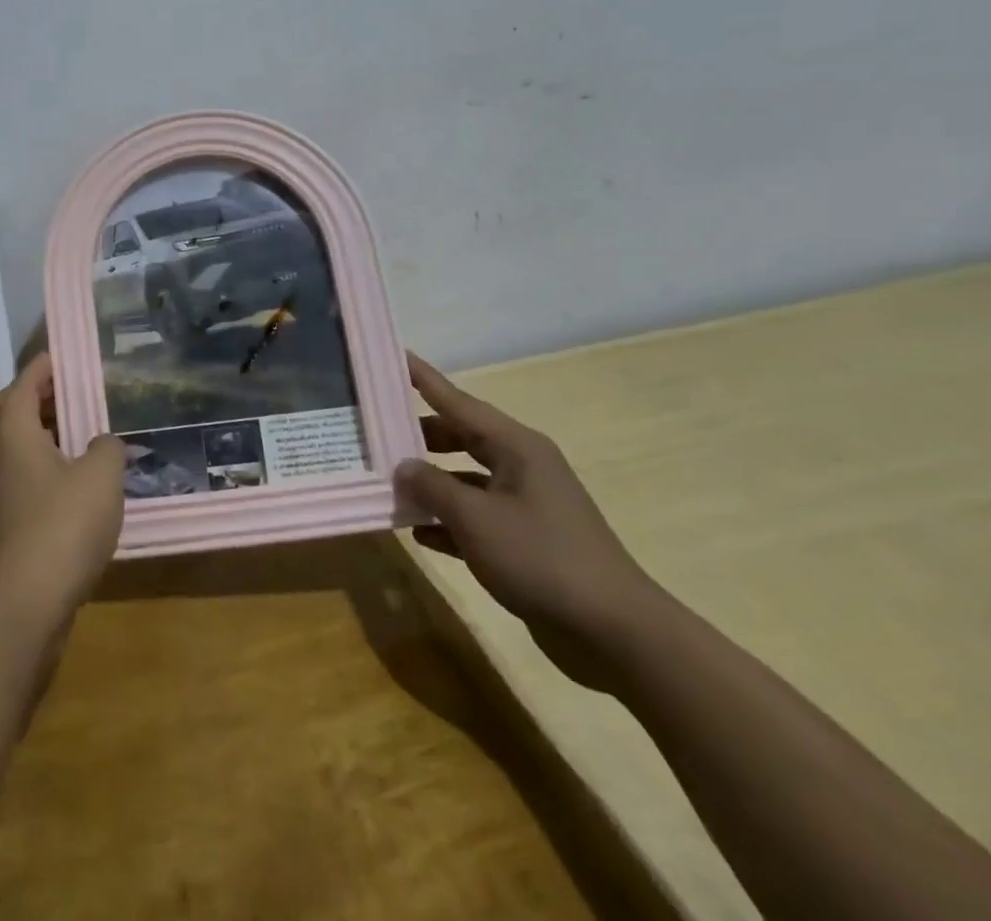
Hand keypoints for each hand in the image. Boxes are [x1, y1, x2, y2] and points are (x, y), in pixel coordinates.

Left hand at [0, 353, 125, 629]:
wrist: (24, 605)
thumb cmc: (63, 526)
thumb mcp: (101, 478)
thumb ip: (107, 449)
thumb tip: (102, 444)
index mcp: (13, 434)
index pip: (22, 385)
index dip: (40, 368)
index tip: (57, 357)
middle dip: (25, 395)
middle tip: (58, 394)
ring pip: (3, 447)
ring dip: (30, 433)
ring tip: (69, 436)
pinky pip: (12, 477)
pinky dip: (33, 466)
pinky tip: (65, 482)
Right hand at [394, 353, 662, 688]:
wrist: (615, 634)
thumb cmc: (541, 558)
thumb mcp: (475, 518)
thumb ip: (432, 486)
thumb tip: (404, 466)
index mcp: (516, 447)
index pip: (459, 402)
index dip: (425, 380)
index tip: (396, 356)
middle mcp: (522, 467)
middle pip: (461, 437)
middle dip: (419, 436)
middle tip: (375, 432)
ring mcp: (526, 504)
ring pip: (465, 479)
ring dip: (431, 484)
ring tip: (387, 484)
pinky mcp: (526, 541)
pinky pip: (477, 517)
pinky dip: (449, 521)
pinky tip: (419, 533)